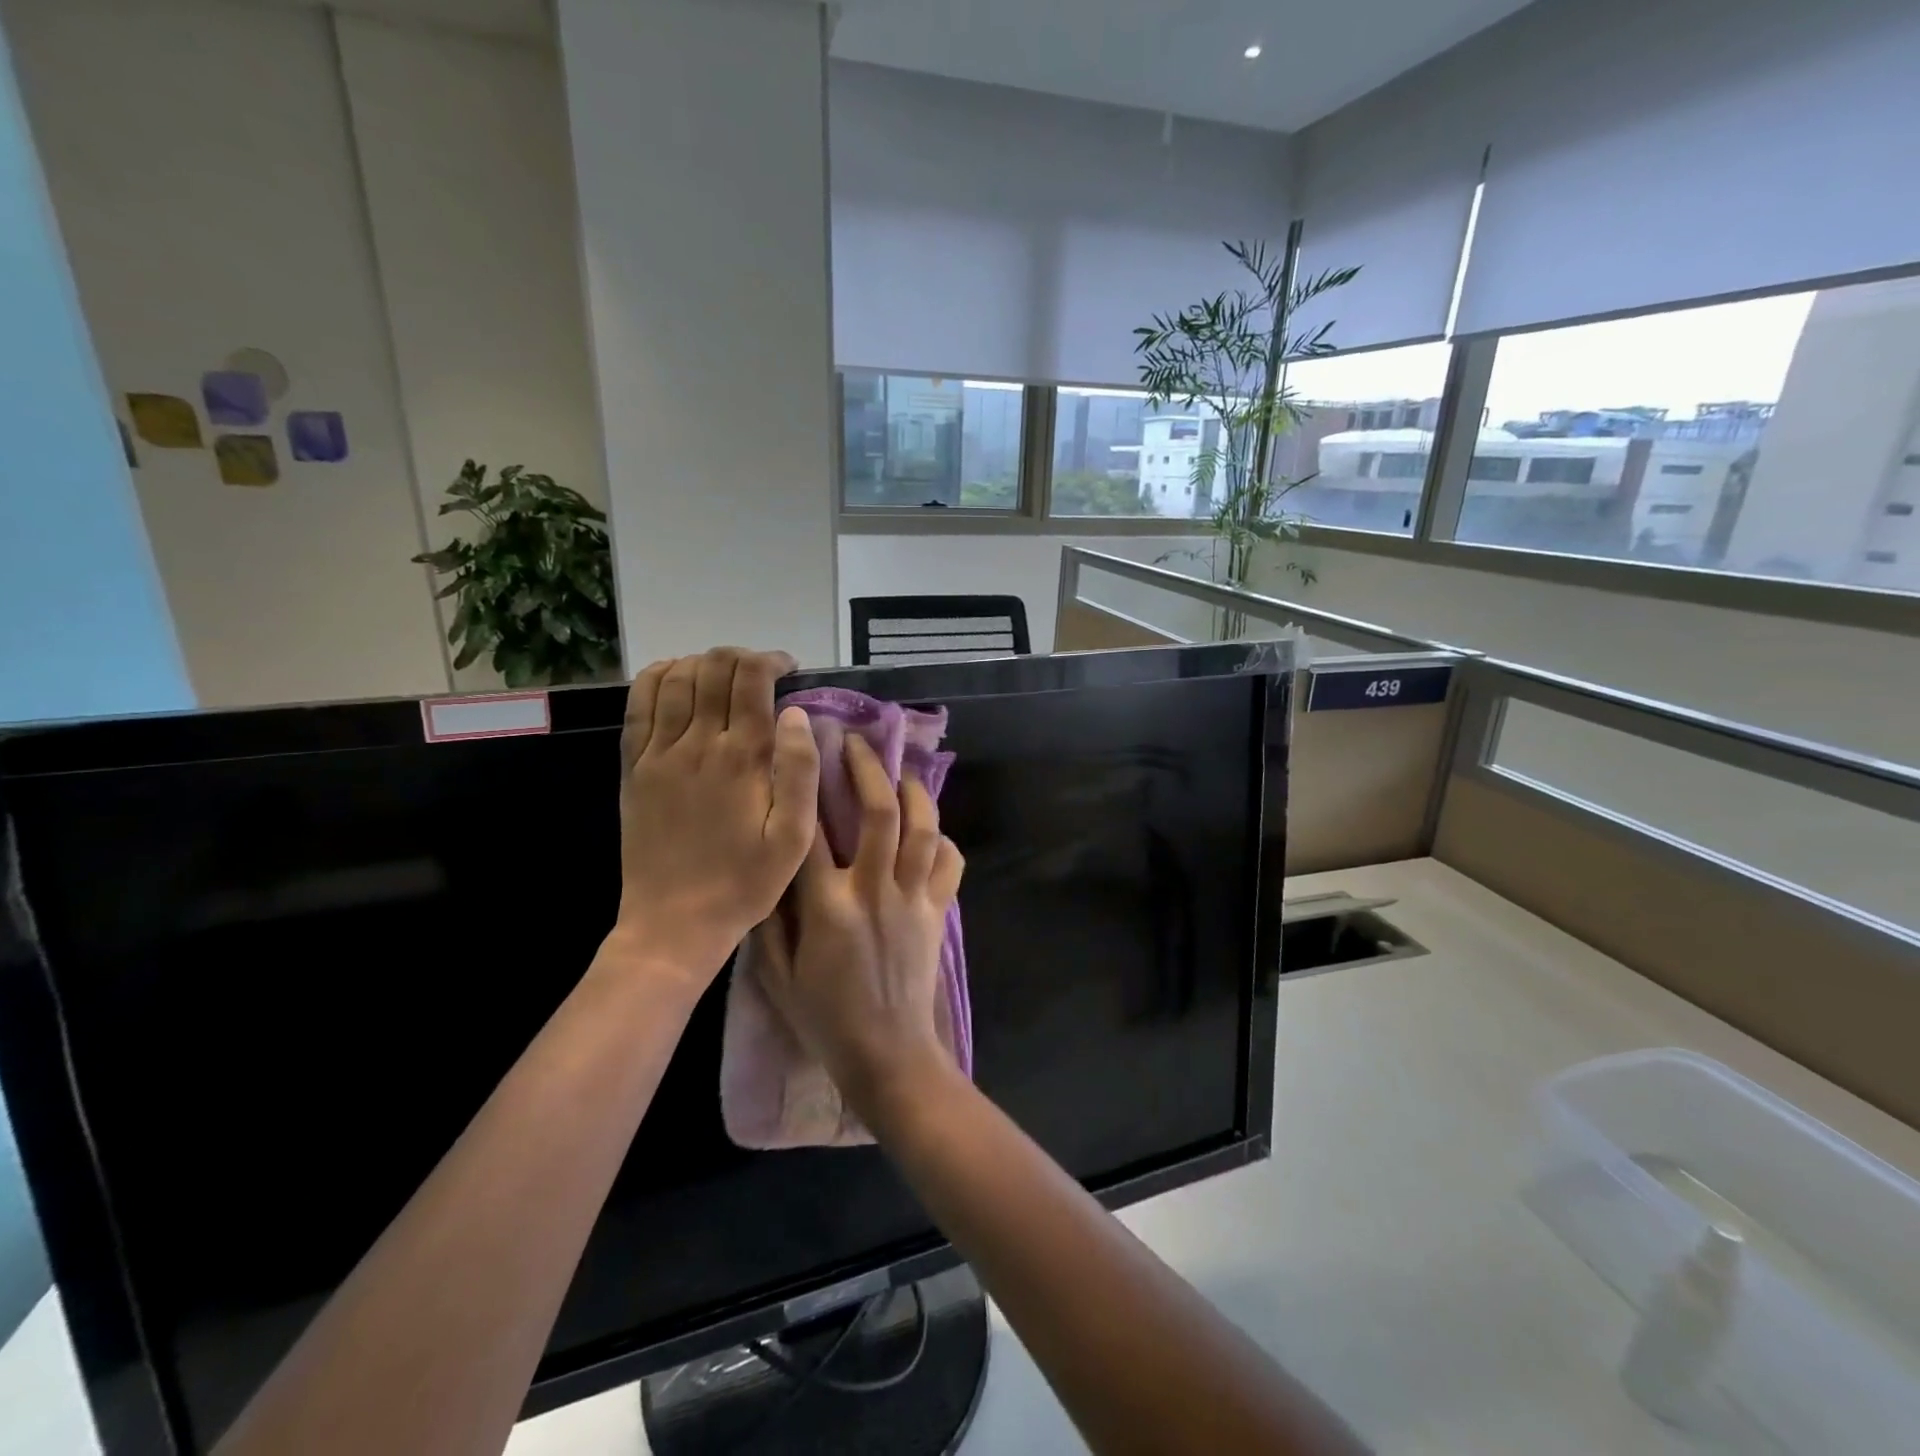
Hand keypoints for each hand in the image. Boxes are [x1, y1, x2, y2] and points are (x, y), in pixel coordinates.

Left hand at [610, 648, 819, 986]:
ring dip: (703, 663)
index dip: (772, 660)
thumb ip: (800, 771)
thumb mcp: (794, 838)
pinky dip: (658, 677)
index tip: (789, 669)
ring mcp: (659, 753)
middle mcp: (698, 744)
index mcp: (742, 758)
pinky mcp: (633, 767)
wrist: (673, 922)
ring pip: (677, 678)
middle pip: (713, 668)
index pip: (752, 679)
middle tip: (761, 672)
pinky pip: (640, 704)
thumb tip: (797, 714)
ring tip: (724, 675)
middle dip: (741, 657)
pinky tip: (676, 677)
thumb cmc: (745, 882)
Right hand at [755, 733, 964, 1108]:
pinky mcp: (939, 912)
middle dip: (867, 769)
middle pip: (879, 813)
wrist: (888, 1056)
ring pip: (922, 829)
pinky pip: (949, 863)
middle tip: (854, 742)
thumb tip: (766, 869)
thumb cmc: (825, 1019)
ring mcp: (914, 899)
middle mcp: (874, 891)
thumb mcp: (777, 977)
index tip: (800, 753)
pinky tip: (930, 829)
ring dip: (913, 791)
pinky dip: (943, 840)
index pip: (812, 832)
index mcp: (828, 907)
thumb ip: (768, 921)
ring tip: (899, 771)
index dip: (805, 786)